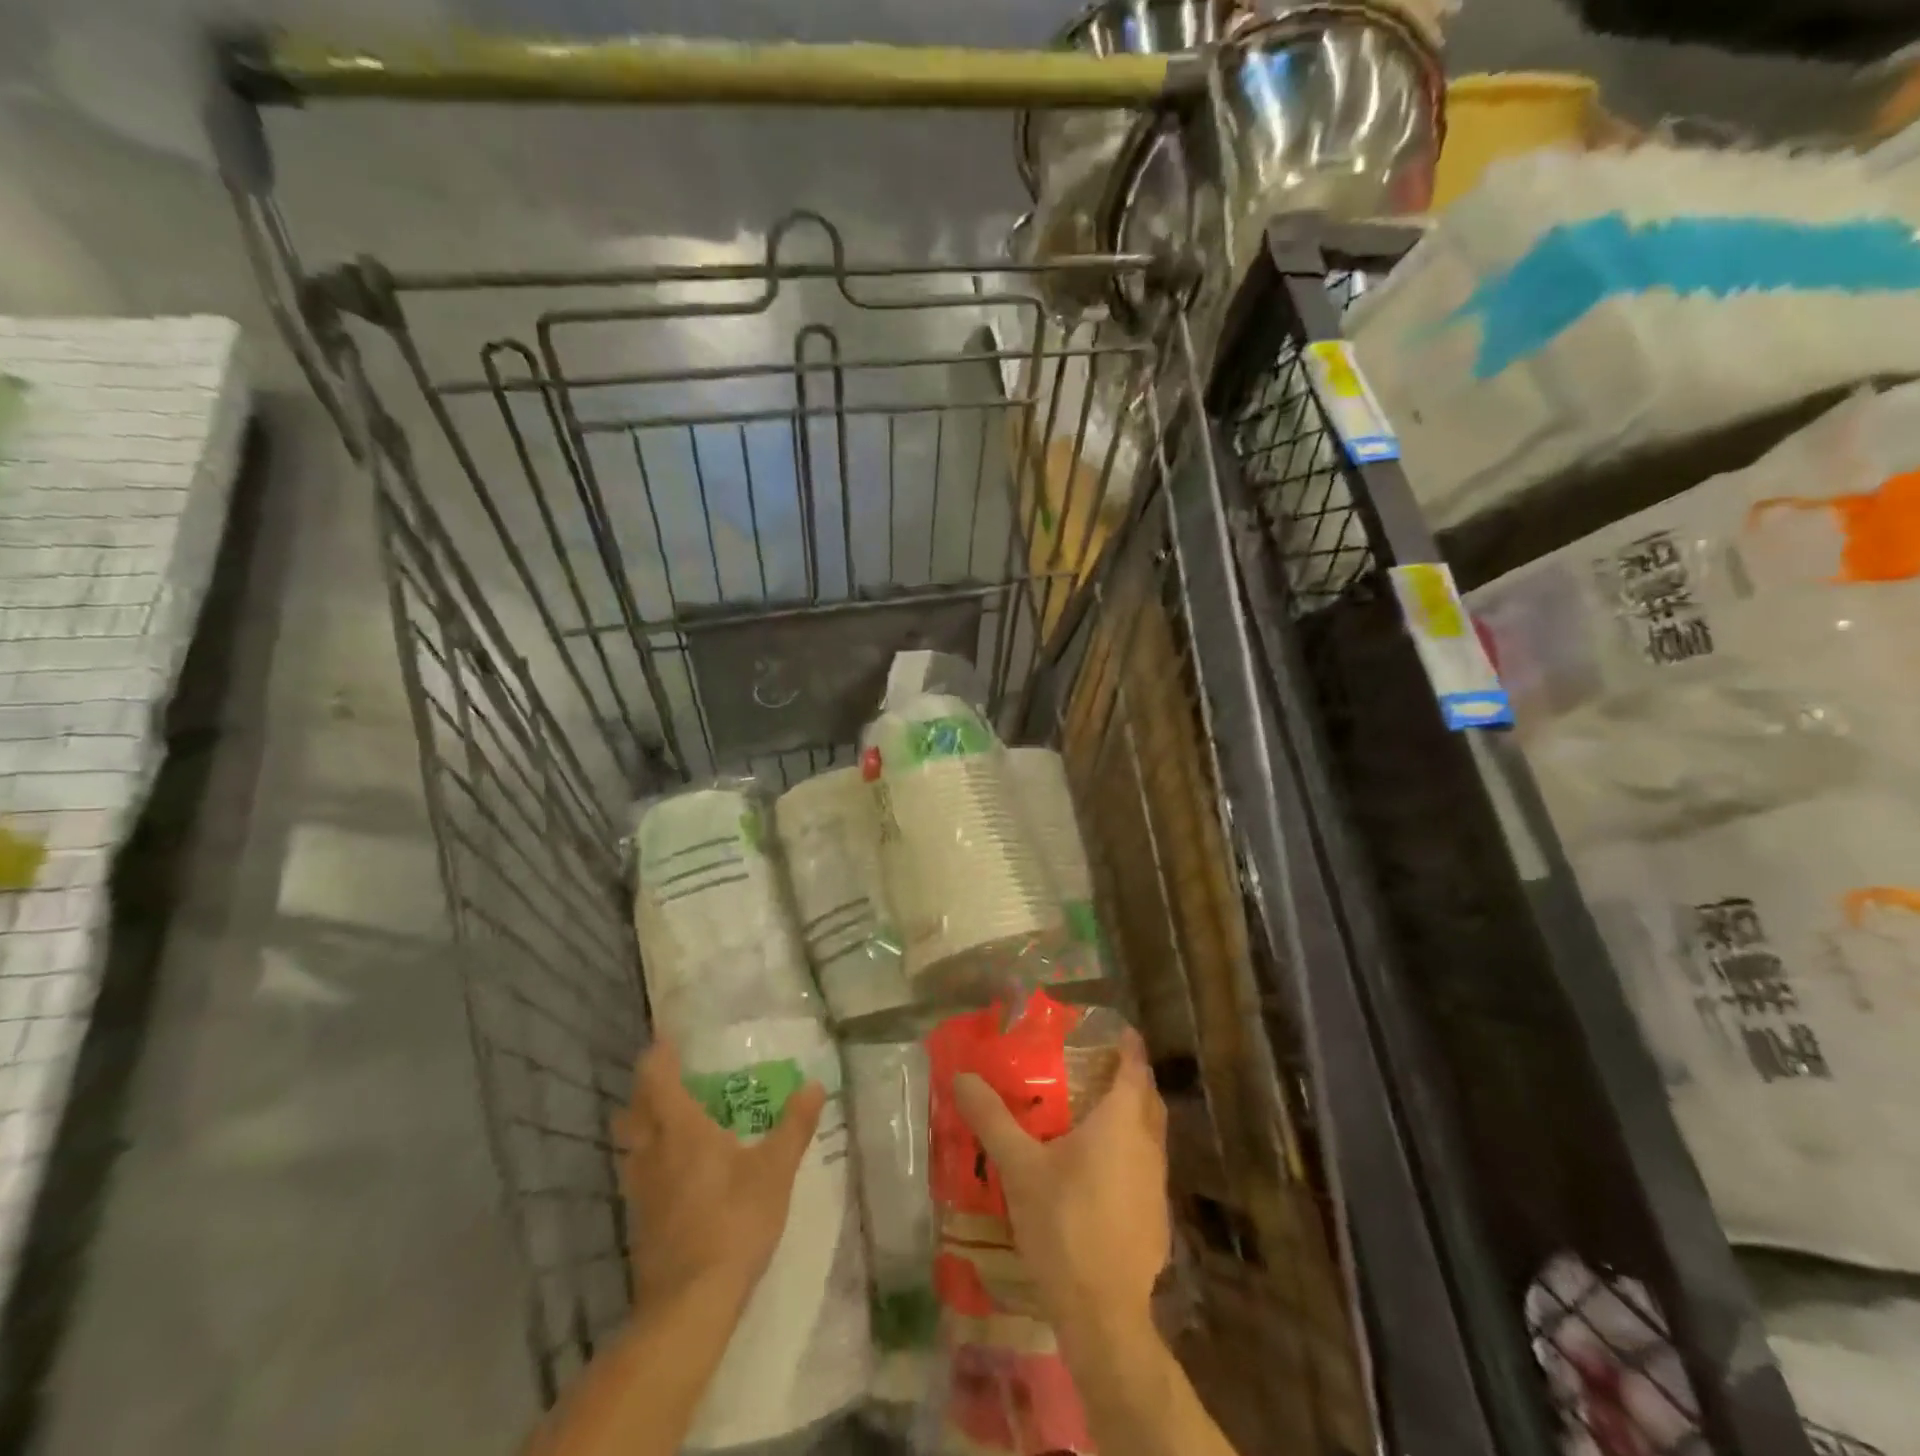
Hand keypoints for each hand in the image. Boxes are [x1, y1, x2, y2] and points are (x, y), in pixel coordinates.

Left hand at [614, 1041, 825, 1306]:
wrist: (689, 1304)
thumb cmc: (734, 1222)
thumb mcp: (775, 1170)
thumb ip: (794, 1125)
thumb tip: (815, 1084)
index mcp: (681, 1130)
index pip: (656, 1079)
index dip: (658, 1056)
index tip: (668, 1040)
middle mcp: (652, 1153)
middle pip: (633, 1111)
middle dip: (645, 1091)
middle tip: (671, 1081)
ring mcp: (640, 1191)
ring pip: (630, 1146)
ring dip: (643, 1127)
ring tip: (672, 1123)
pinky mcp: (639, 1223)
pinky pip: (637, 1176)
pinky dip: (649, 1161)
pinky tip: (675, 1173)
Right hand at [953, 1028, 1169, 1336]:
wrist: (1103, 1312)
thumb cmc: (1064, 1224)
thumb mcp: (1020, 1167)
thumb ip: (992, 1118)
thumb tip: (961, 1076)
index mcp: (1121, 1121)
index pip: (1134, 1066)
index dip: (1127, 1044)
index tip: (1113, 1028)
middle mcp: (1148, 1144)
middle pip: (1148, 1096)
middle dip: (1130, 1076)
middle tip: (1098, 1063)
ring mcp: (1157, 1182)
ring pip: (1151, 1132)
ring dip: (1132, 1114)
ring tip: (1096, 1110)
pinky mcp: (1157, 1215)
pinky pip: (1147, 1164)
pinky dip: (1131, 1149)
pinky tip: (1101, 1168)